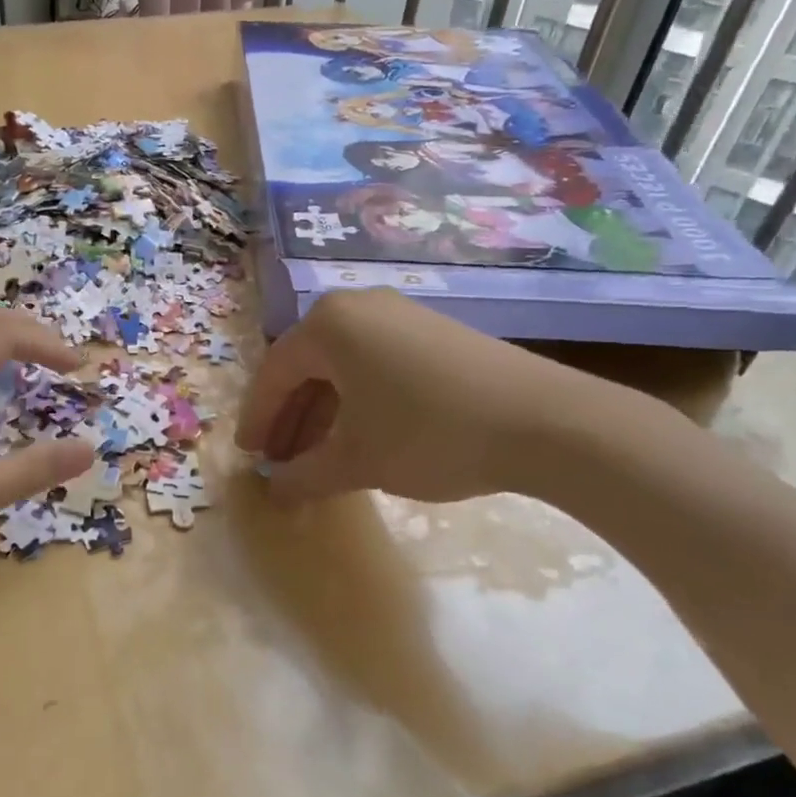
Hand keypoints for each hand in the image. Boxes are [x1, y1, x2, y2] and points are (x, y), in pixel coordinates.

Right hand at [235, 288, 633, 505]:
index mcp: (328, 324)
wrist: (546, 422)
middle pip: (307, 367)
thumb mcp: (357, 461)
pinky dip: (357, 400)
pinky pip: (375, 363)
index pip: (274, 374)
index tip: (249, 456)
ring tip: (317, 457)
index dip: (258, 419)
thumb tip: (274, 490)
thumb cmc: (428, 434)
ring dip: (323, 413)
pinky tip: (361, 436)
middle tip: (279, 461)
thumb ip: (303, 475)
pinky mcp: (434, 331)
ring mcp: (400, 314)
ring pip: (342, 366)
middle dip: (290, 418)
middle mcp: (359, 306)